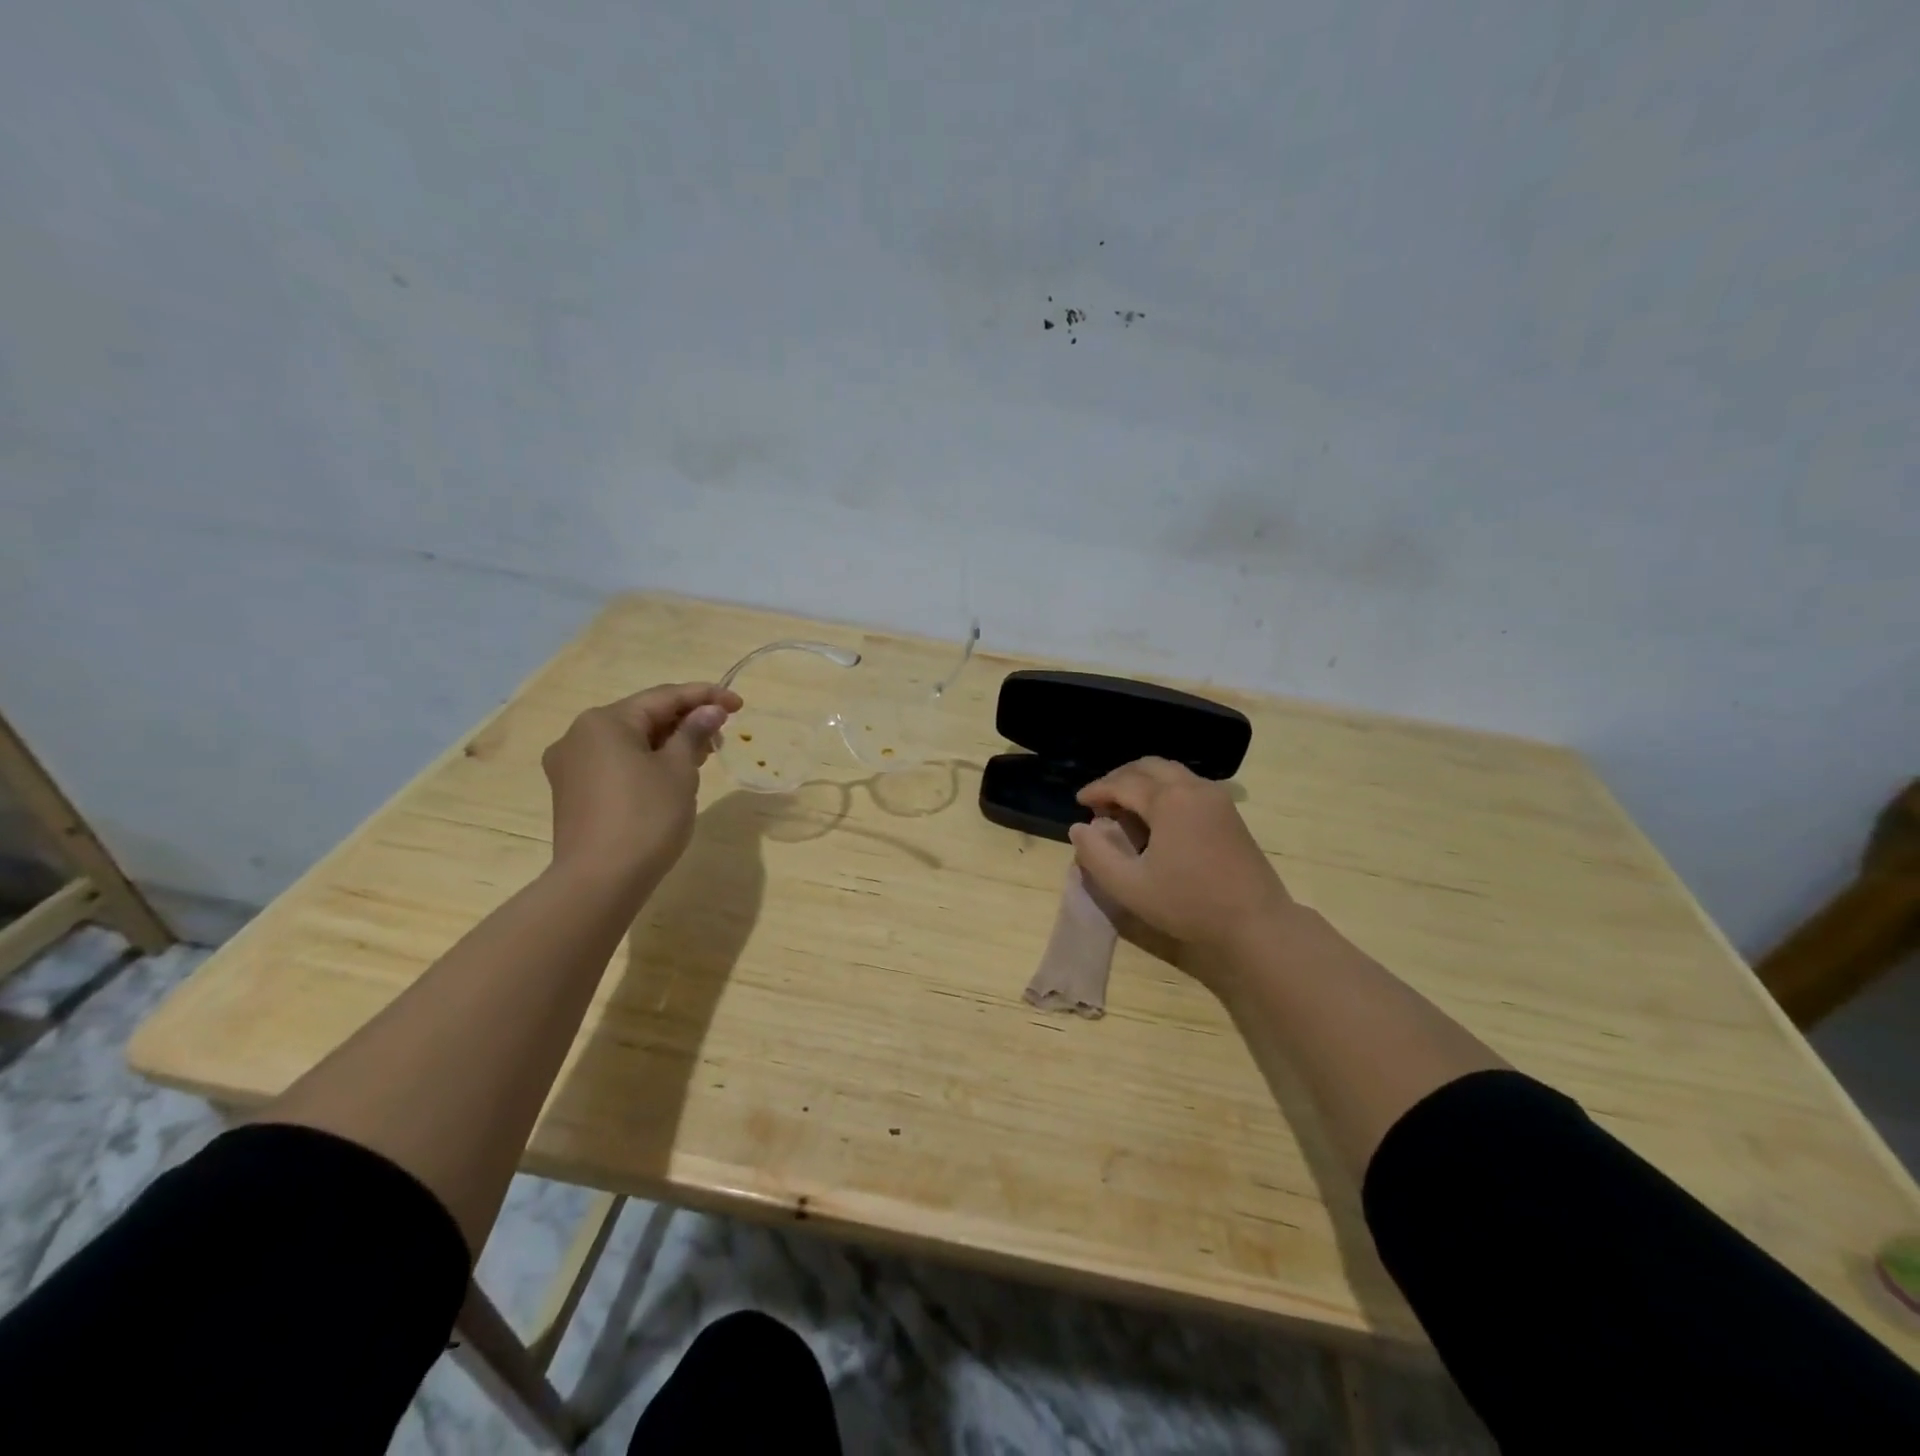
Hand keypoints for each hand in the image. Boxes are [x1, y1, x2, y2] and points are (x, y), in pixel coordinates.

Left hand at [541, 682, 741, 890]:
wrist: (600, 881)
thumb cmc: (646, 817)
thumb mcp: (679, 770)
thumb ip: (693, 733)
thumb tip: (709, 711)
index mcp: (605, 721)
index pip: (663, 697)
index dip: (705, 696)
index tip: (738, 704)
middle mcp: (579, 735)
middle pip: (643, 717)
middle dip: (685, 722)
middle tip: (722, 734)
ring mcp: (571, 766)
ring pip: (629, 741)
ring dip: (667, 743)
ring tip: (702, 756)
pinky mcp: (573, 793)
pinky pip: (616, 763)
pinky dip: (646, 762)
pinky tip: (671, 776)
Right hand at [1069, 757, 1295, 971]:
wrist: (1256, 922)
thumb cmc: (1189, 904)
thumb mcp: (1130, 886)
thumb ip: (1096, 855)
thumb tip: (1079, 828)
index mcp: (1168, 801)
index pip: (1122, 783)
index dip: (1097, 790)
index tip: (1079, 802)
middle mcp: (1193, 788)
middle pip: (1148, 766)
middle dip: (1119, 778)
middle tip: (1100, 800)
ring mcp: (1216, 797)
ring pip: (1171, 772)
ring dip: (1143, 781)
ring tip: (1124, 806)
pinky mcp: (1229, 811)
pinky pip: (1188, 784)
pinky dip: (1164, 789)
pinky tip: (1156, 816)